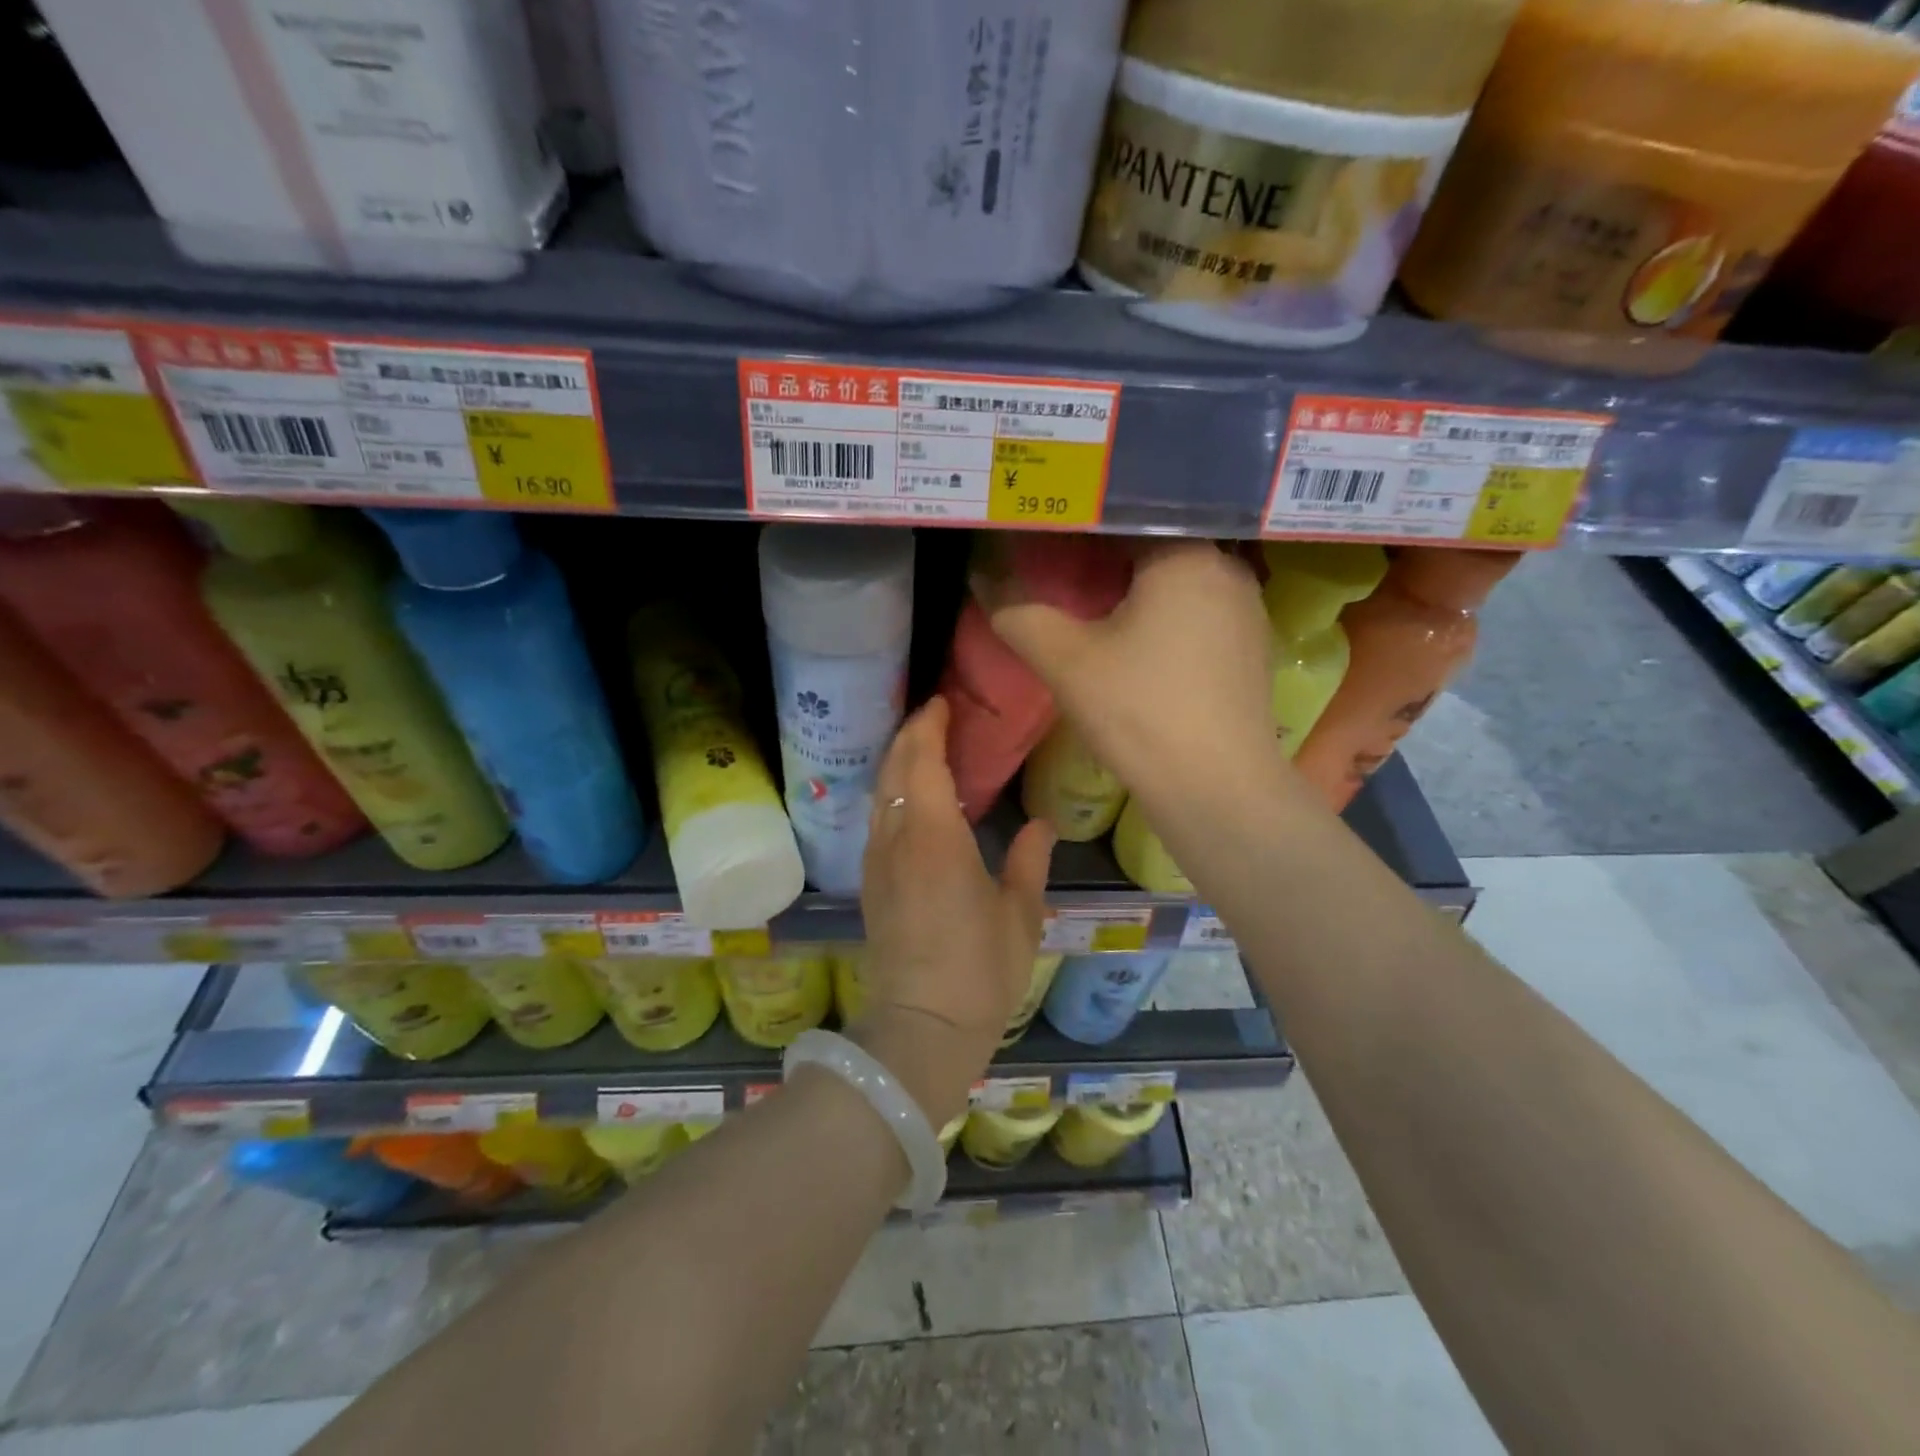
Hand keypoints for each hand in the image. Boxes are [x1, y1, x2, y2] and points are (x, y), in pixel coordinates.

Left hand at [857, 696, 1054, 1125]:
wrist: (920, 1027)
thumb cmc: (979, 971)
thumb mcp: (1020, 915)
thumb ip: (1030, 862)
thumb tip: (1043, 824)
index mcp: (936, 837)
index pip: (924, 761)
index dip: (930, 726)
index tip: (943, 703)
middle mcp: (897, 839)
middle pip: (894, 769)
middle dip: (910, 734)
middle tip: (933, 715)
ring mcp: (877, 862)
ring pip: (879, 793)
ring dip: (897, 761)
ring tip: (921, 748)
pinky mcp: (871, 884)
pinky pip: (877, 819)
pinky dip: (891, 792)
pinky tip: (909, 799)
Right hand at [976, 540, 1275, 795]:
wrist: (1215, 788)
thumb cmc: (1139, 711)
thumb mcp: (1065, 660)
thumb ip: (1019, 613)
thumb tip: (984, 578)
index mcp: (1186, 556)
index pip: (1122, 518)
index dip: (1077, 530)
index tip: (1042, 543)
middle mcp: (1227, 570)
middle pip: (1153, 548)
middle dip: (1105, 561)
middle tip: (1060, 575)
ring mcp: (1247, 611)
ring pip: (1178, 583)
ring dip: (1137, 591)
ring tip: (1093, 609)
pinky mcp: (1250, 649)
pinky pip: (1198, 614)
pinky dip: (1165, 618)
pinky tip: (1137, 645)